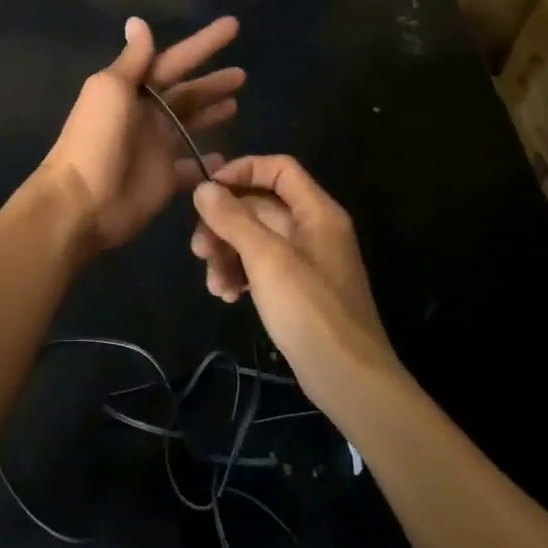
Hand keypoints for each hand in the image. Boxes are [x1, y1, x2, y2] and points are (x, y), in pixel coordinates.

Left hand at [41, 16, 242, 251]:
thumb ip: (132, 59)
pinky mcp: (166, 179)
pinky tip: (229, 156)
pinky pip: (193, 166)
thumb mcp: (111, 89)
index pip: (174, 60)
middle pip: (186, 92)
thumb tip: (137, 21)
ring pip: (191, 123)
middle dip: (212, 81)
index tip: (233, 26)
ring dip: (211, 111)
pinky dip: (209, 160)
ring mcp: (157, 147)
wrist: (82, 202)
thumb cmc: (96, 139)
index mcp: (133, 90)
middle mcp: (147, 114)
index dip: (203, 44)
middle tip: (243, 73)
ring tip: (237, 102)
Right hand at [190, 156, 402, 397]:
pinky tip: (228, 296)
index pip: (278, 169)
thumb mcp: (266, 259)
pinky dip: (241, 274)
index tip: (207, 191)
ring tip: (214, 284)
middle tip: (199, 249)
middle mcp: (312, 229)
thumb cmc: (310, 310)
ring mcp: (305, 260)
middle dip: (224, 224)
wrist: (348, 379)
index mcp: (316, 212)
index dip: (242, 171)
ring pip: (255, 238)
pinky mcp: (296, 289)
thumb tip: (203, 188)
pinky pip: (261, 266)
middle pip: (259, 206)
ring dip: (227, 254)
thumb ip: (234, 219)